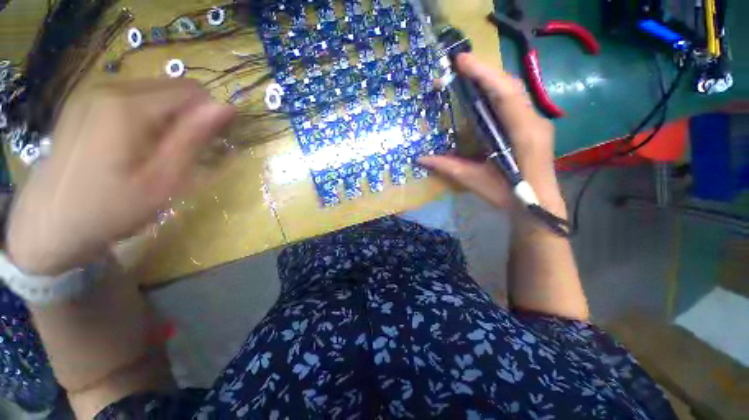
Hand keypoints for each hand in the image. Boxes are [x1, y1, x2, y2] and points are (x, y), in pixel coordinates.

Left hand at [6, 79, 234, 274]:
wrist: (50, 226)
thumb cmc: (111, 208)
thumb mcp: (163, 179)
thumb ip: (193, 138)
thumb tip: (226, 107)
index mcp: (128, 106)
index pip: (192, 92)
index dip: (210, 116)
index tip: (210, 145)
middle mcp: (109, 87)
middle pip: (173, 88)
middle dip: (190, 116)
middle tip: (185, 153)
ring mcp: (91, 93)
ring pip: (154, 92)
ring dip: (169, 118)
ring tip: (159, 152)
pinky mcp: (83, 103)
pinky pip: (132, 98)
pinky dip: (147, 117)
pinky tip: (136, 145)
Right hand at [419, 54, 563, 215]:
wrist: (537, 206)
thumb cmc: (508, 195)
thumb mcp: (475, 181)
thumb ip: (448, 167)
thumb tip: (420, 159)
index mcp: (523, 134)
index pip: (506, 95)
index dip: (485, 74)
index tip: (462, 61)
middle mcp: (534, 121)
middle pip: (512, 86)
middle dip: (486, 72)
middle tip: (461, 65)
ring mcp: (537, 122)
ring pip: (515, 91)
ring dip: (492, 80)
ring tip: (469, 74)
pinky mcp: (533, 126)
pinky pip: (516, 102)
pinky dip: (498, 93)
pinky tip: (483, 94)